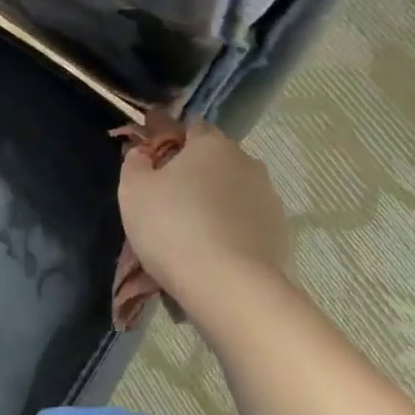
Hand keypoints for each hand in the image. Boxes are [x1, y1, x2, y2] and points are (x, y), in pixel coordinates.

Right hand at [117, 123, 288, 309]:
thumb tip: (143, 153)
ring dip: (216, 205)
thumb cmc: (173, 228)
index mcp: (211, 144)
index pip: (192, 128)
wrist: (230, 287)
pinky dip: (233, 232)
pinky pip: (248, 223)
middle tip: (170, 206)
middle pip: (215, 161)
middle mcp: (246, 162)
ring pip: (233, 193)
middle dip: (195, 176)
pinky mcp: (281, 232)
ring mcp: (268, 197)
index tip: (155, 168)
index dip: (172, 143)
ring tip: (193, 238)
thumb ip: (135, 163)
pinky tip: (216, 256)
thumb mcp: (133, 191)